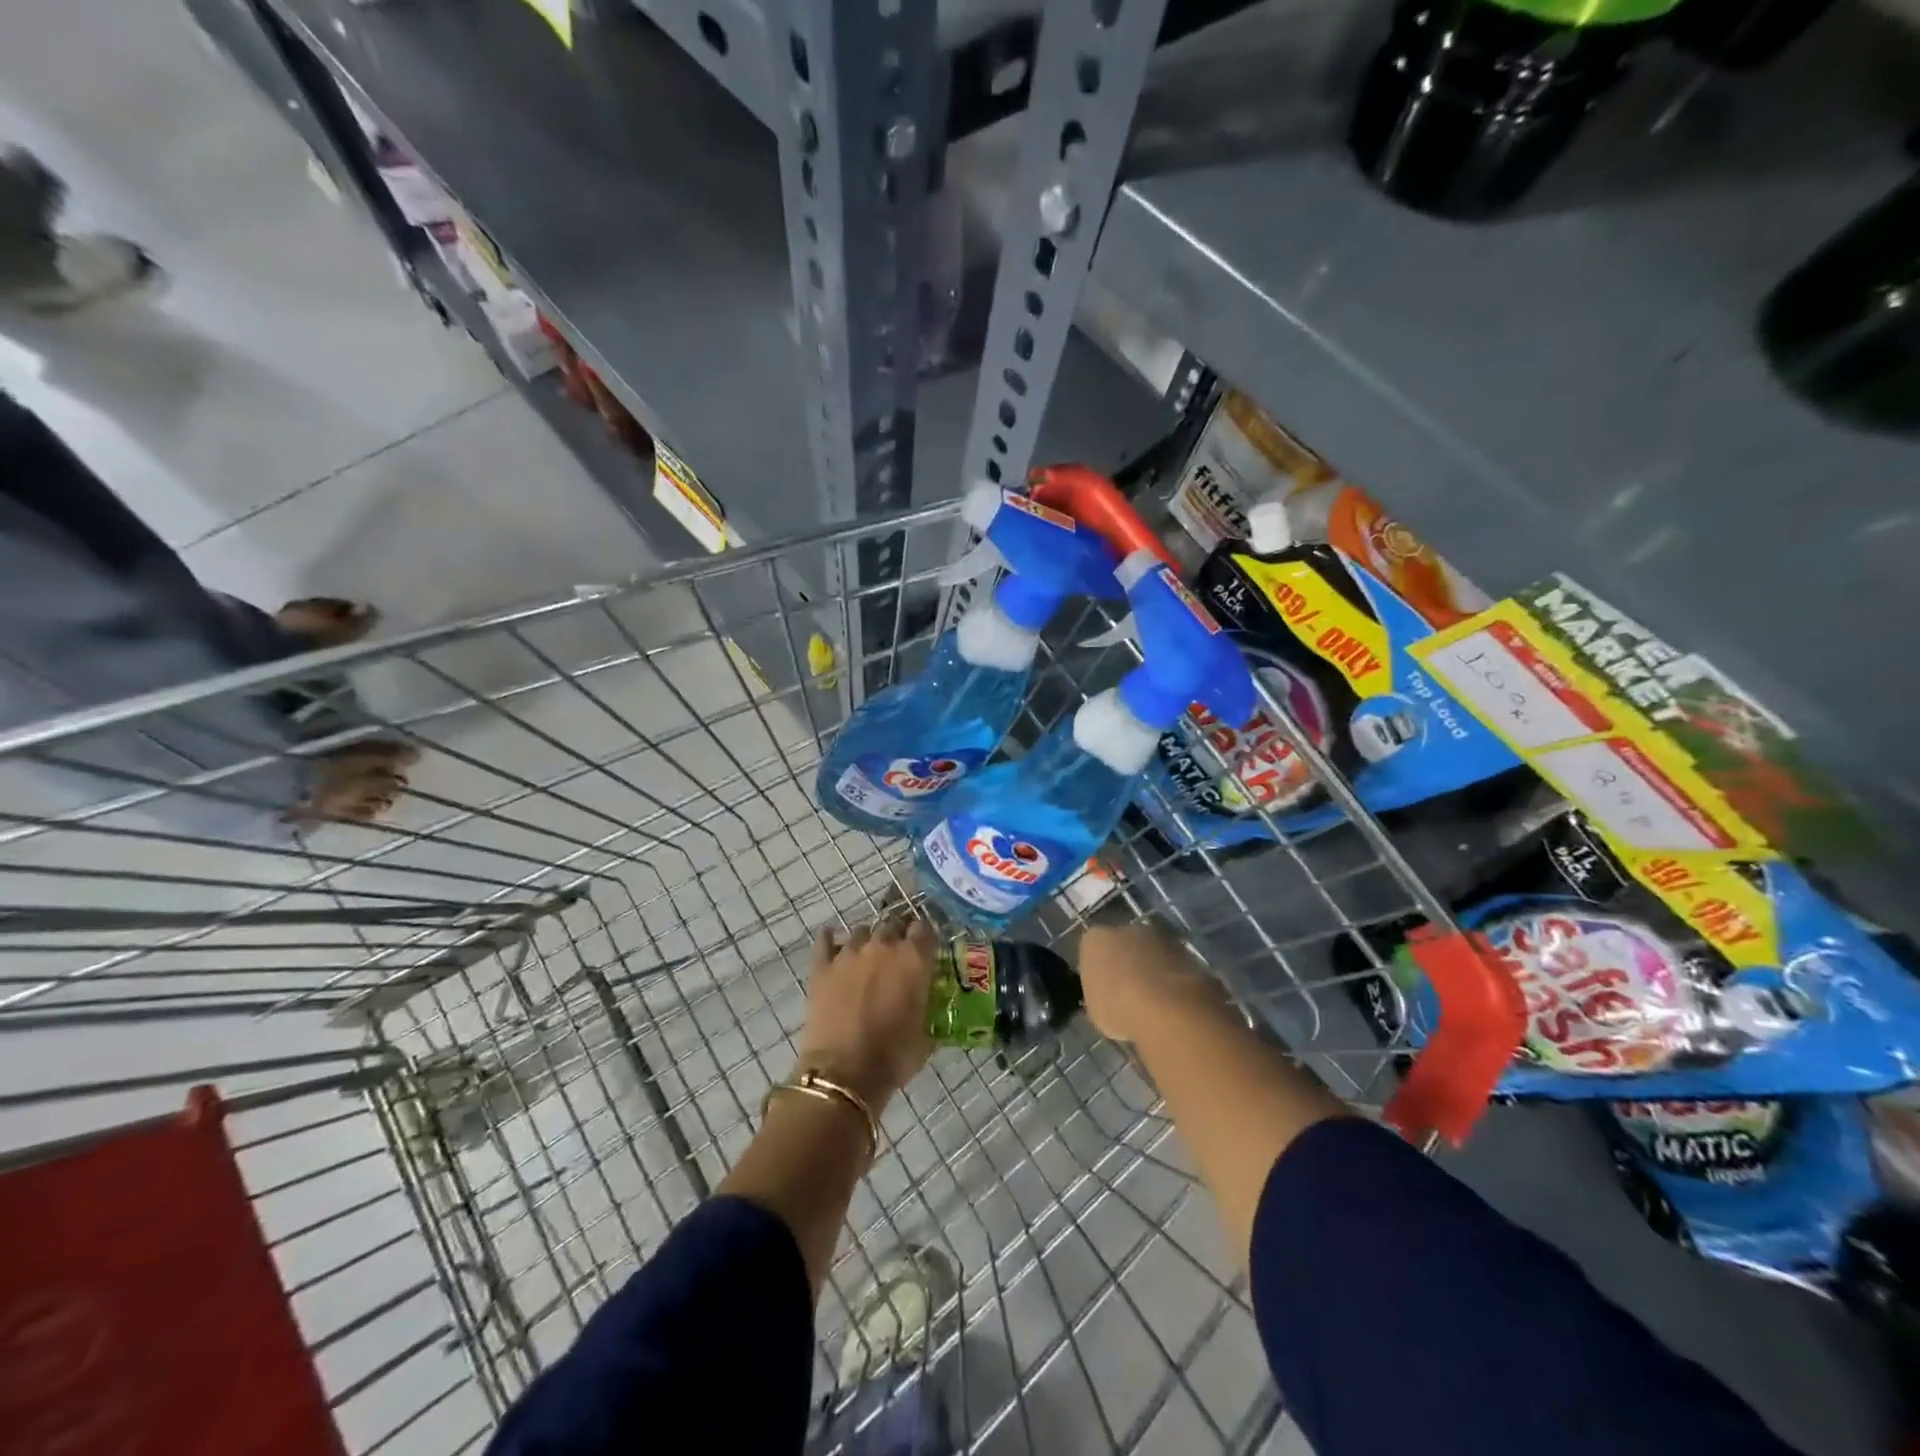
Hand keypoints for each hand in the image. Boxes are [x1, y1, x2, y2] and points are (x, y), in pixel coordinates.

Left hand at [795, 918, 936, 1113]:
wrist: (843, 1074)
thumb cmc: (892, 1058)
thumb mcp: (925, 1037)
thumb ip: (928, 1010)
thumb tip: (927, 1007)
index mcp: (914, 959)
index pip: (924, 929)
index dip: (925, 937)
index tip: (925, 948)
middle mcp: (883, 946)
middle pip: (893, 925)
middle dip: (897, 936)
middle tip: (897, 957)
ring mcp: (849, 953)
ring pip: (862, 931)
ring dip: (868, 941)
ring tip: (867, 958)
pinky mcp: (821, 966)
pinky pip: (824, 940)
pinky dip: (830, 940)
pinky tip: (832, 945)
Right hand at [1078, 920, 1229, 1043]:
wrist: (1168, 1006)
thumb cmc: (1119, 1007)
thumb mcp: (1096, 1008)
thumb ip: (1100, 992)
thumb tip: (1109, 995)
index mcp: (1096, 939)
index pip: (1093, 948)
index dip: (1100, 969)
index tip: (1105, 989)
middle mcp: (1126, 929)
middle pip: (1124, 944)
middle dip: (1128, 962)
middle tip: (1130, 992)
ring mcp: (1160, 937)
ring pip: (1153, 952)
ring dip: (1153, 969)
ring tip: (1157, 1000)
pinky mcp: (1188, 950)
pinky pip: (1174, 965)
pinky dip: (1174, 978)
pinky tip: (1176, 1002)